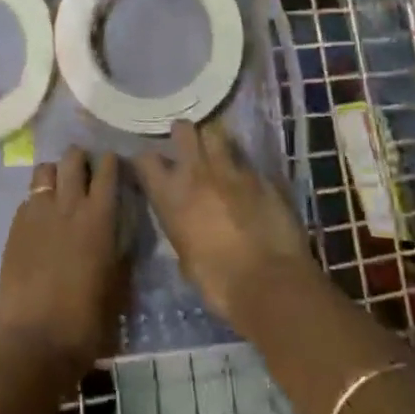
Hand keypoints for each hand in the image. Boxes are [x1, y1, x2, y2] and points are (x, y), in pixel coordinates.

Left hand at [0, 147, 129, 378]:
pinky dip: (37, 200)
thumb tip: (119, 234)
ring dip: (55, 174)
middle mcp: (68, 205)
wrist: (35, 342)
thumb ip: (120, 250)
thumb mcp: (118, 284)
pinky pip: (28, 199)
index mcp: (100, 217)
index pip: (107, 170)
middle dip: (81, 159)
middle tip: (85, 172)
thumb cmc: (87, 320)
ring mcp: (37, 214)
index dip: (111, 162)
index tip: (113, 165)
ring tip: (60, 189)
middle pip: (72, 159)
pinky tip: (41, 219)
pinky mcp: (15, 228)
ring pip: (45, 171)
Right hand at [135, 120, 317, 323]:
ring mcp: (232, 169)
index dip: (146, 160)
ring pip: (217, 134)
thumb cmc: (218, 282)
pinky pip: (246, 161)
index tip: (150, 165)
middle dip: (183, 133)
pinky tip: (246, 178)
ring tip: (216, 150)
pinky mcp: (262, 175)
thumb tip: (184, 222)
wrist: (269, 283)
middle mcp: (197, 172)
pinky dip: (243, 167)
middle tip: (186, 144)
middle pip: (184, 130)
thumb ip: (180, 228)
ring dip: (213, 140)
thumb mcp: (185, 257)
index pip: (145, 160)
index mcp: (171, 195)